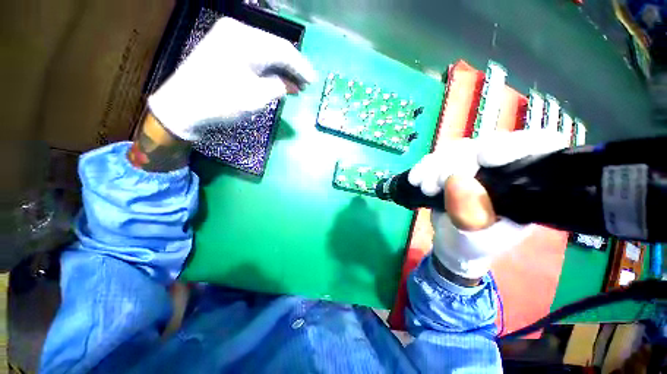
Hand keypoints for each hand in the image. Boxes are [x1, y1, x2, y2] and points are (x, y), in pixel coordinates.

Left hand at [148, 17, 315, 140]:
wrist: (182, 107)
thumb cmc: (222, 102)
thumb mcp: (257, 97)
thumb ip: (279, 86)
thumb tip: (291, 84)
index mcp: (246, 40)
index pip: (284, 50)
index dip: (301, 67)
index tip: (313, 81)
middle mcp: (238, 31)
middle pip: (275, 47)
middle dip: (292, 67)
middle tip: (305, 84)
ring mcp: (228, 37)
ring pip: (265, 51)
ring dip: (280, 68)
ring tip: (294, 84)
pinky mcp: (223, 47)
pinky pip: (253, 54)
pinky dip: (267, 67)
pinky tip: (277, 78)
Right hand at [408, 130, 569, 281]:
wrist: (451, 244)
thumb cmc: (470, 246)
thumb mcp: (472, 238)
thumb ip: (467, 214)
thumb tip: (455, 180)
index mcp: (524, 188)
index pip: (537, 149)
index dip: (515, 145)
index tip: (484, 157)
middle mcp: (503, 170)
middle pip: (486, 145)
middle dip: (456, 164)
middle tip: (434, 185)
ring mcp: (475, 166)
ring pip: (458, 149)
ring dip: (435, 166)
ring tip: (424, 188)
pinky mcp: (452, 168)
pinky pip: (438, 158)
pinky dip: (424, 167)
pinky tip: (415, 179)